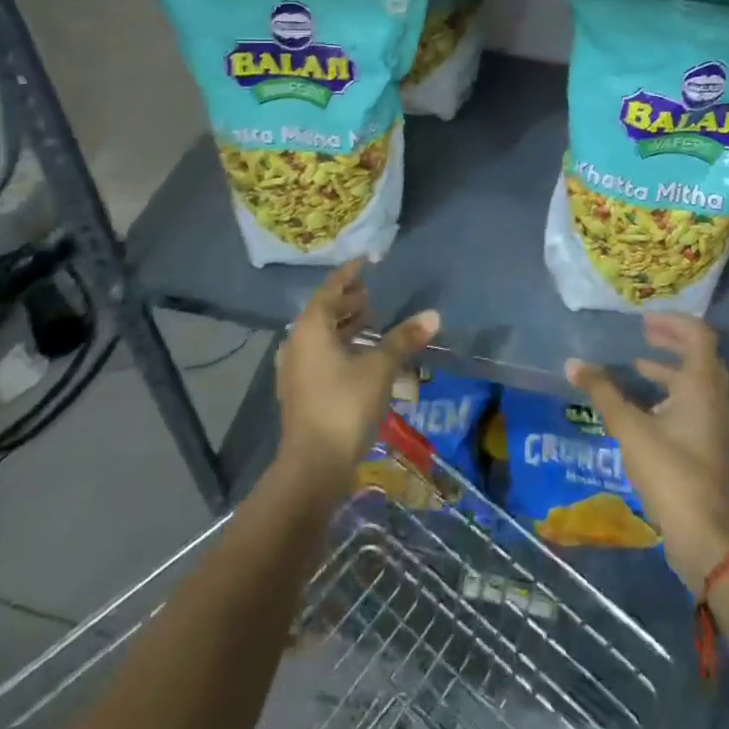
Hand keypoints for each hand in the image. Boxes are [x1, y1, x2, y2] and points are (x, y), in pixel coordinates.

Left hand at [275, 261, 438, 494]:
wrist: (313, 467)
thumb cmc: (345, 406)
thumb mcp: (380, 368)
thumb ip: (403, 339)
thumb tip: (433, 315)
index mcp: (311, 328)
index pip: (331, 288)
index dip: (350, 273)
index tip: (367, 261)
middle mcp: (297, 343)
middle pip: (323, 312)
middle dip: (348, 302)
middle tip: (372, 295)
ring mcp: (296, 370)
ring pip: (322, 336)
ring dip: (345, 326)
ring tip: (371, 321)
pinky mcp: (301, 393)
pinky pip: (321, 357)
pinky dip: (341, 348)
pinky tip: (363, 358)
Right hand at [566, 316, 728, 589]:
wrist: (705, 535)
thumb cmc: (670, 471)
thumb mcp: (629, 427)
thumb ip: (602, 392)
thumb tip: (573, 363)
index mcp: (701, 385)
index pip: (698, 335)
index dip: (673, 322)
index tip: (644, 321)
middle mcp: (714, 399)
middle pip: (700, 356)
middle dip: (671, 342)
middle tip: (643, 335)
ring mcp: (715, 425)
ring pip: (696, 383)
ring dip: (669, 370)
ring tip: (636, 368)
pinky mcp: (709, 446)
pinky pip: (694, 405)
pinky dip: (671, 395)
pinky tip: (645, 409)